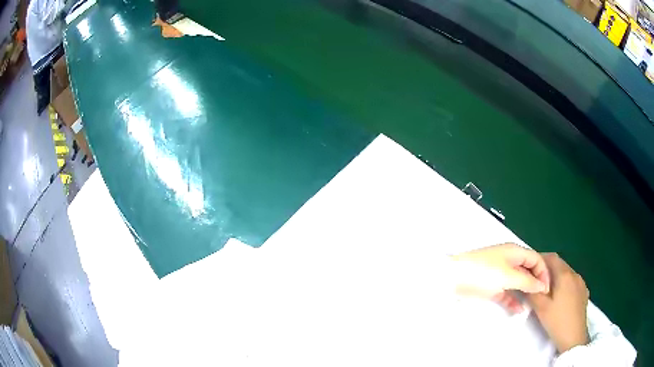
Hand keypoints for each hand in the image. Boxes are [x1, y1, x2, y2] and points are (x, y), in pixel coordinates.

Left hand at [451, 243, 549, 312]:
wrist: (453, 278)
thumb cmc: (484, 272)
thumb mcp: (509, 276)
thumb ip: (527, 281)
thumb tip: (542, 285)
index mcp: (514, 252)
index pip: (536, 258)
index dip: (543, 272)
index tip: (548, 288)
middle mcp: (509, 260)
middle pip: (528, 270)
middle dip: (536, 282)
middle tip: (543, 298)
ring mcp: (499, 274)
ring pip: (517, 282)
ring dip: (525, 292)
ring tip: (533, 304)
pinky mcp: (490, 286)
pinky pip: (505, 292)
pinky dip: (512, 300)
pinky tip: (519, 310)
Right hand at [526, 253, 588, 353]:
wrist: (574, 337)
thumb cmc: (557, 321)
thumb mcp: (540, 308)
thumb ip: (532, 292)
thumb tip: (526, 281)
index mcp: (564, 275)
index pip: (551, 257)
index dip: (540, 259)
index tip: (530, 269)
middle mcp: (574, 274)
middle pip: (560, 264)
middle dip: (547, 270)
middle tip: (535, 282)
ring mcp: (581, 283)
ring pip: (566, 273)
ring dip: (556, 278)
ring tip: (547, 292)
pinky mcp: (584, 292)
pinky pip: (572, 282)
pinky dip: (564, 284)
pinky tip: (560, 298)